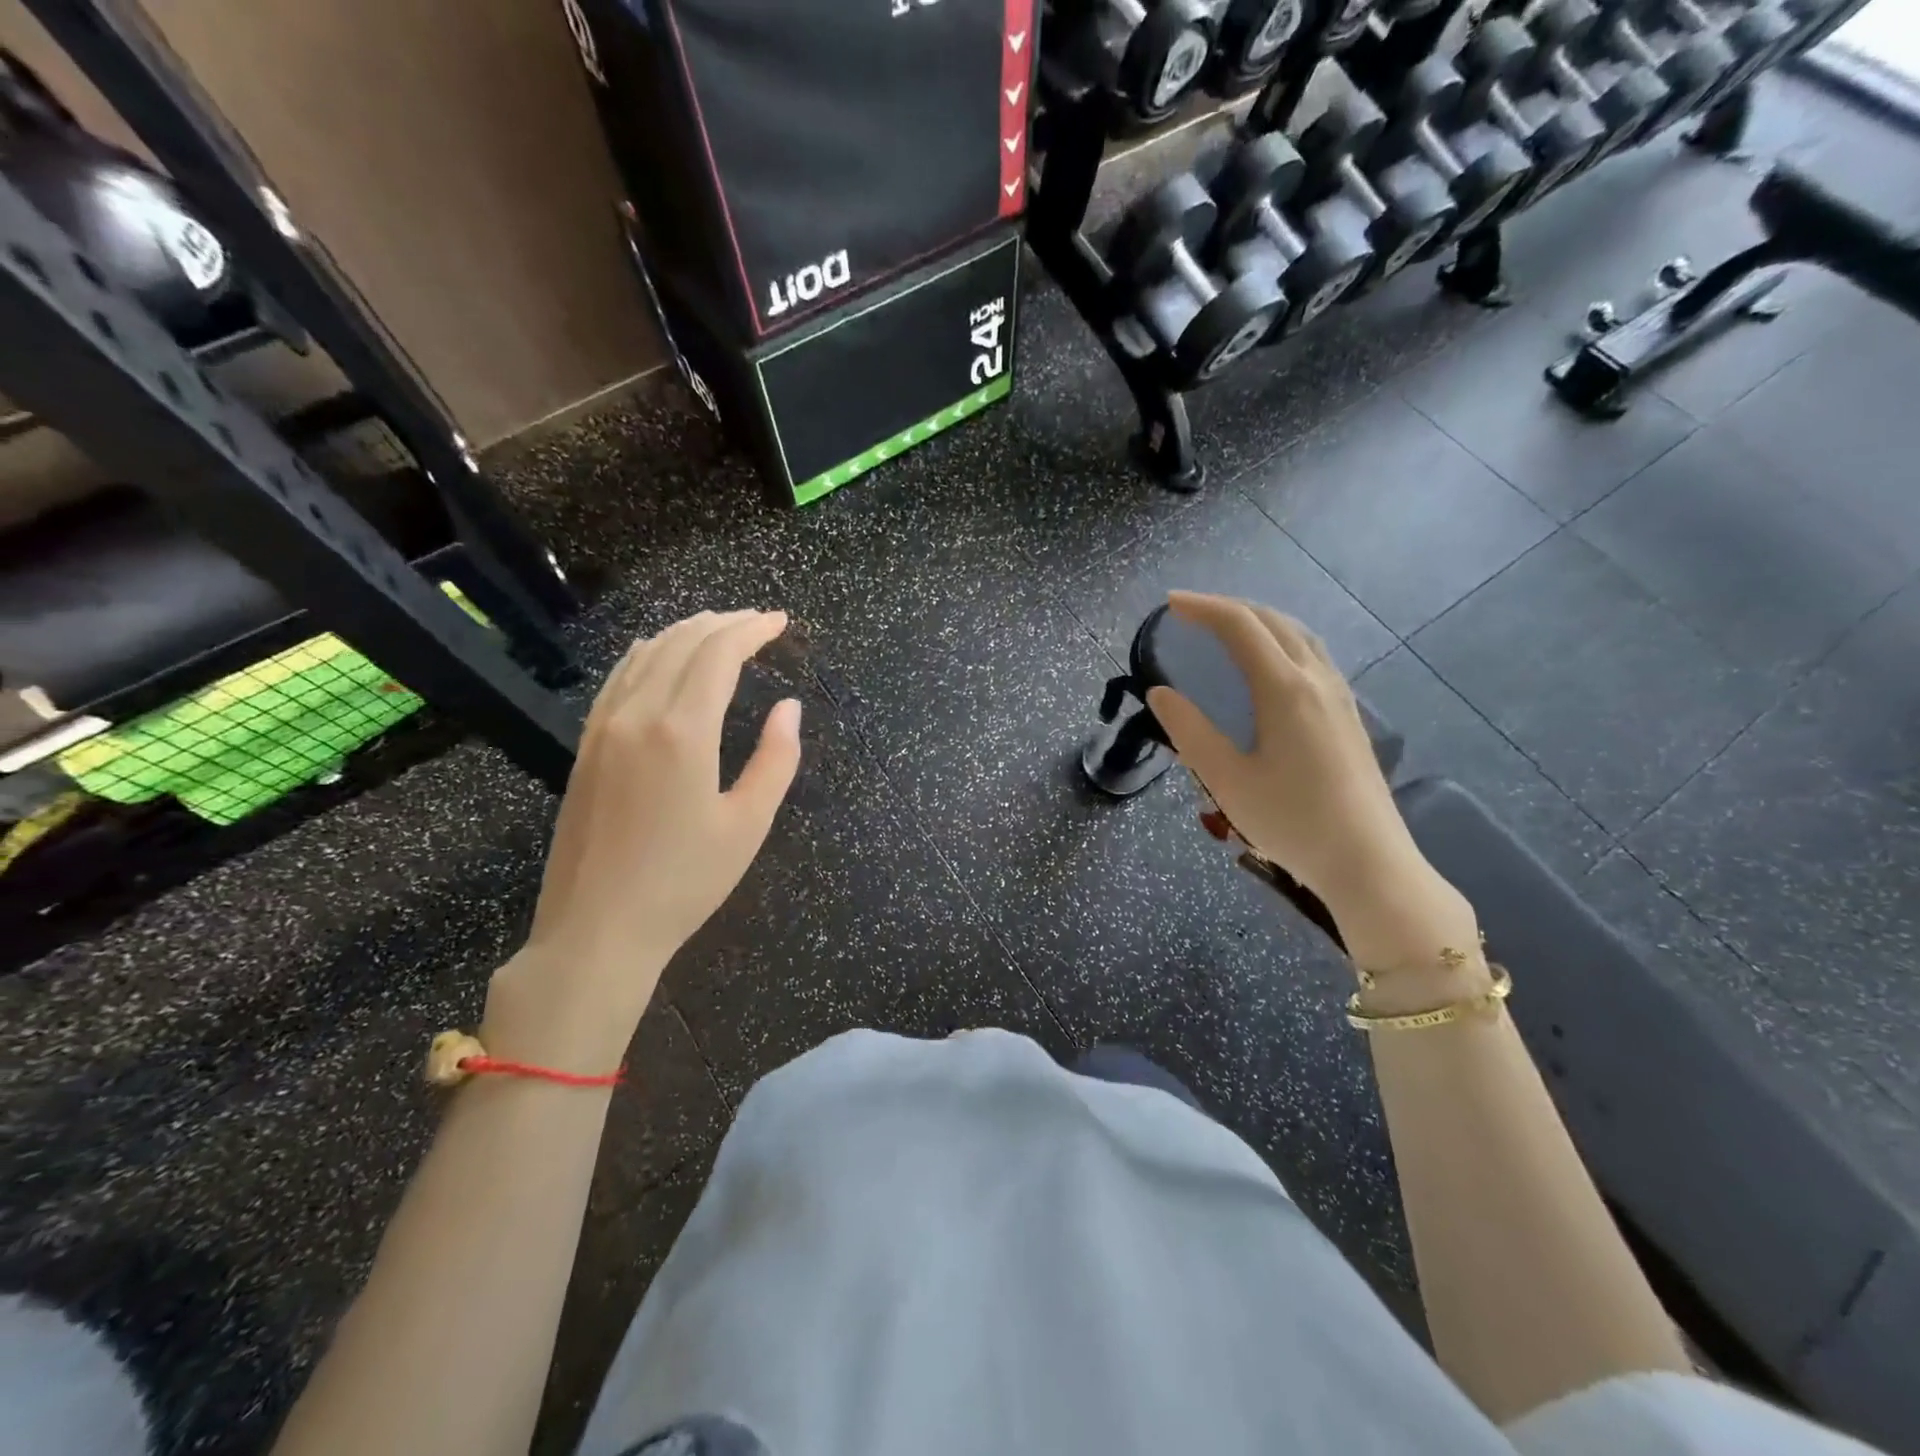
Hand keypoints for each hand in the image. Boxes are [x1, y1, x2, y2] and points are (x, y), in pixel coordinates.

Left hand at [484, 610, 801, 1069]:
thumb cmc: (684, 882)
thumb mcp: (748, 825)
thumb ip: (776, 759)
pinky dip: (646, 654)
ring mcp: (604, 728)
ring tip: (717, 627)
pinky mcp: (586, 747)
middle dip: (723, 623)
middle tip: (757, 621)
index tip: (780, 621)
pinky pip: (618, 679)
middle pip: (682, 644)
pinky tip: (658, 654)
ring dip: (685, 632)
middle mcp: (638, 715)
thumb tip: (788, 708)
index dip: (751, 630)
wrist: (597, 930)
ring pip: (645, 655)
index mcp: (682, 732)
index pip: (718, 655)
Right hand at [1146, 593, 1478, 986]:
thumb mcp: (1227, 780)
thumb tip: (1160, 693)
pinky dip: (1281, 641)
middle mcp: (1316, 680)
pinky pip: (1312, 656)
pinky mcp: (1348, 716)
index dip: (1203, 608)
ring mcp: (1339, 696)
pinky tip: (1270, 665)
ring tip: (1226, 629)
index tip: (1170, 604)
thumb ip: (1190, 732)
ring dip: (1259, 621)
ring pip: (1299, 635)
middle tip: (1190, 613)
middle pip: (1273, 622)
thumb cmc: (1292, 822)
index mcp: (1285, 689)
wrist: (1369, 862)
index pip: (1241, 627)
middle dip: (1229, 608)